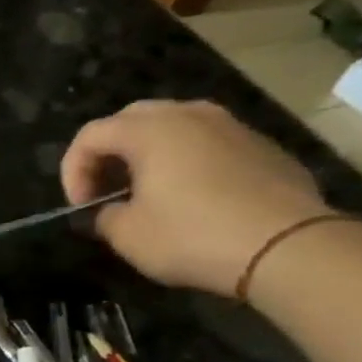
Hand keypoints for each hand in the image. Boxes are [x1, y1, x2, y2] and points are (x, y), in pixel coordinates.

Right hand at [62, 99, 330, 295]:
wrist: (289, 247)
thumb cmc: (193, 236)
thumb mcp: (127, 235)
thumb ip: (105, 215)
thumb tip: (110, 210)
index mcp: (150, 130)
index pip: (91, 135)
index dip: (72, 170)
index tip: (80, 206)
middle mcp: (190, 115)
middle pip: (131, 119)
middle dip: (109, 153)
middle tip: (105, 190)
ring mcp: (232, 126)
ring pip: (174, 127)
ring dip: (149, 154)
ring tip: (147, 191)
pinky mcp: (262, 146)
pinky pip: (208, 144)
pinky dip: (187, 162)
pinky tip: (191, 198)